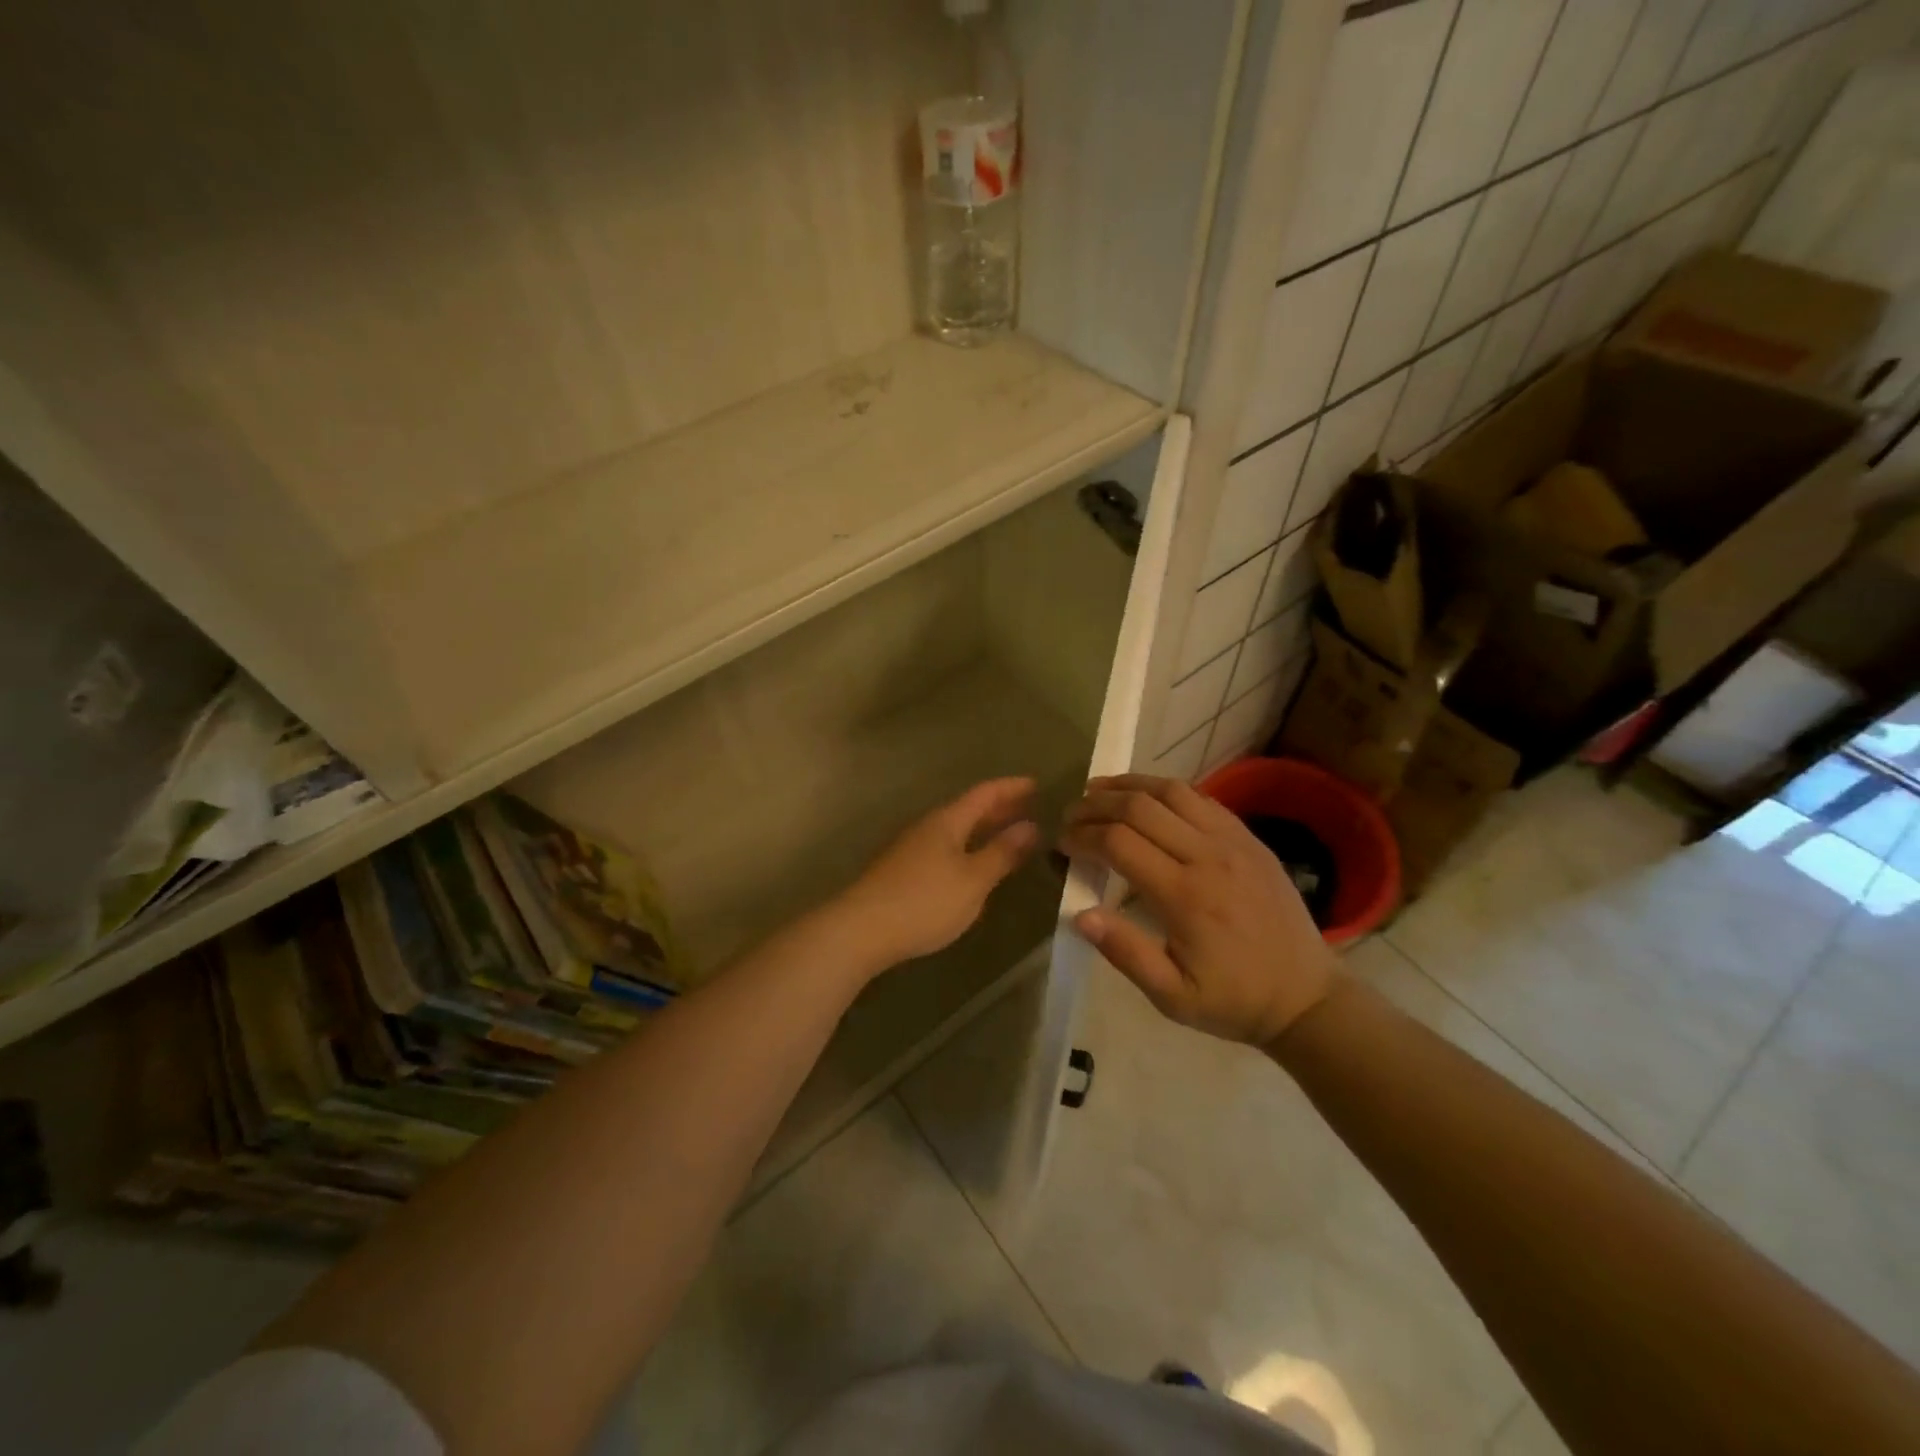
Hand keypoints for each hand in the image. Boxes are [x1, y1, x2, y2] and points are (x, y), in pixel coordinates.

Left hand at [827, 777, 1040, 970]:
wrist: (861, 929)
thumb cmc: (925, 901)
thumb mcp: (973, 880)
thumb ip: (1002, 853)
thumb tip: (1030, 826)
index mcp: (947, 821)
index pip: (984, 794)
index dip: (1011, 788)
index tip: (1036, 784)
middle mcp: (927, 826)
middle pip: (967, 809)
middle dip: (998, 807)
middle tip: (1028, 808)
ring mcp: (911, 848)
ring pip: (954, 829)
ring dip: (981, 828)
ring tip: (1005, 835)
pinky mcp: (901, 870)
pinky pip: (944, 847)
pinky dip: (966, 846)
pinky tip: (971, 864)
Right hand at [1060, 774, 1338, 1048]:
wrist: (1308, 997)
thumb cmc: (1233, 1001)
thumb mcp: (1173, 997)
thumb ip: (1126, 953)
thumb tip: (1080, 915)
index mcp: (1185, 896)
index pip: (1119, 843)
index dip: (1082, 836)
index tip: (1062, 843)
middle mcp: (1208, 857)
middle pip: (1140, 807)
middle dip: (1096, 804)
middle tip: (1071, 814)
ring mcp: (1234, 841)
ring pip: (1172, 791)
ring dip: (1129, 785)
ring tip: (1099, 790)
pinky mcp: (1250, 839)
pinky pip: (1202, 799)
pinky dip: (1166, 790)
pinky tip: (1148, 799)